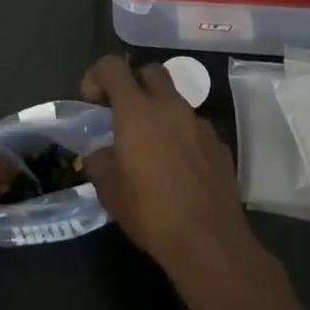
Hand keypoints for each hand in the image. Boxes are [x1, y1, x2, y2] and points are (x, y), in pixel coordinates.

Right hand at [81, 56, 267, 297]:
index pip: (112, 67)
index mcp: (137, 111)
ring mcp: (199, 124)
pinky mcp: (219, 145)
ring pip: (174, 100)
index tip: (91, 100)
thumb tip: (105, 152)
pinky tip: (176, 167)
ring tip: (149, 146)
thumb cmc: (150, 212)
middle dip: (132, 83)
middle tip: (121, 112)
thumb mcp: (109, 189)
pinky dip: (179, 134)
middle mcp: (170, 107)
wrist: (210, 242)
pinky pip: (193, 126)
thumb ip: (101, 160)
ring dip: (158, 111)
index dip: (97, 75)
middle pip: (150, 72)